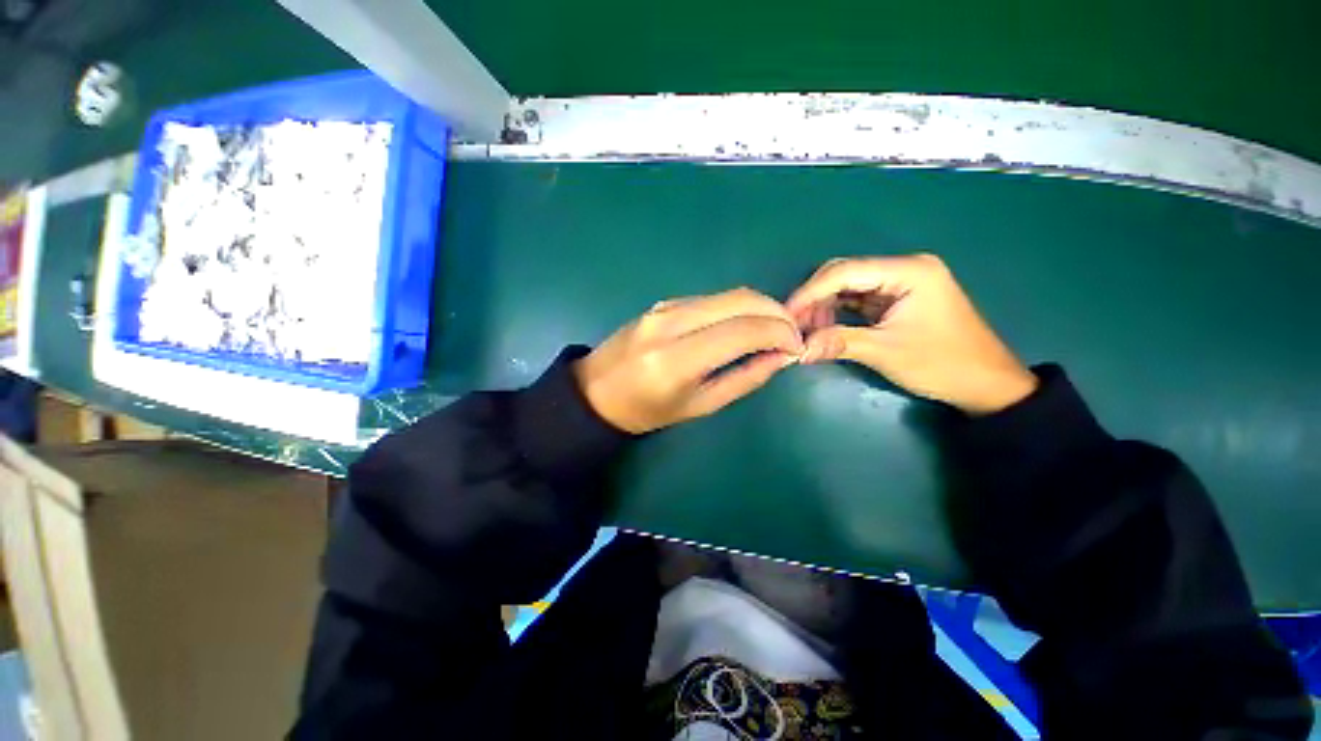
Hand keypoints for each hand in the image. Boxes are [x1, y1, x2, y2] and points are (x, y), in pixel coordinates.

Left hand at [575, 288, 805, 432]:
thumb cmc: (646, 411)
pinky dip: (737, 307)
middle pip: (740, 300)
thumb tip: (781, 356)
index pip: (743, 330)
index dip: (779, 333)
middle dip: (777, 312)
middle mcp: (671, 322)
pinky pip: (711, 298)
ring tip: (774, 329)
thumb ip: (744, 379)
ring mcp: (665, 307)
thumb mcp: (699, 406)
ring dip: (759, 307)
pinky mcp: (663, 302)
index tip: (797, 346)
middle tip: (793, 333)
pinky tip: (744, 324)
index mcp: (676, 359)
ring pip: (728, 294)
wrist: (595, 391)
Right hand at [786, 254, 1036, 414]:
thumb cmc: (943, 364)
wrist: (986, 385)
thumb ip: (838, 343)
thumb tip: (797, 350)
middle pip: (844, 273)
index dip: (811, 292)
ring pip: (847, 286)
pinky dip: (836, 312)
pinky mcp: (896, 299)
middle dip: (815, 298)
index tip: (786, 314)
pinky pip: (856, 299)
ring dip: (823, 306)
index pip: (846, 272)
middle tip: (794, 325)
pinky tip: (823, 326)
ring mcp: (900, 283)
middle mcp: (904, 269)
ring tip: (808, 330)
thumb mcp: (886, 352)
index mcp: (909, 271)